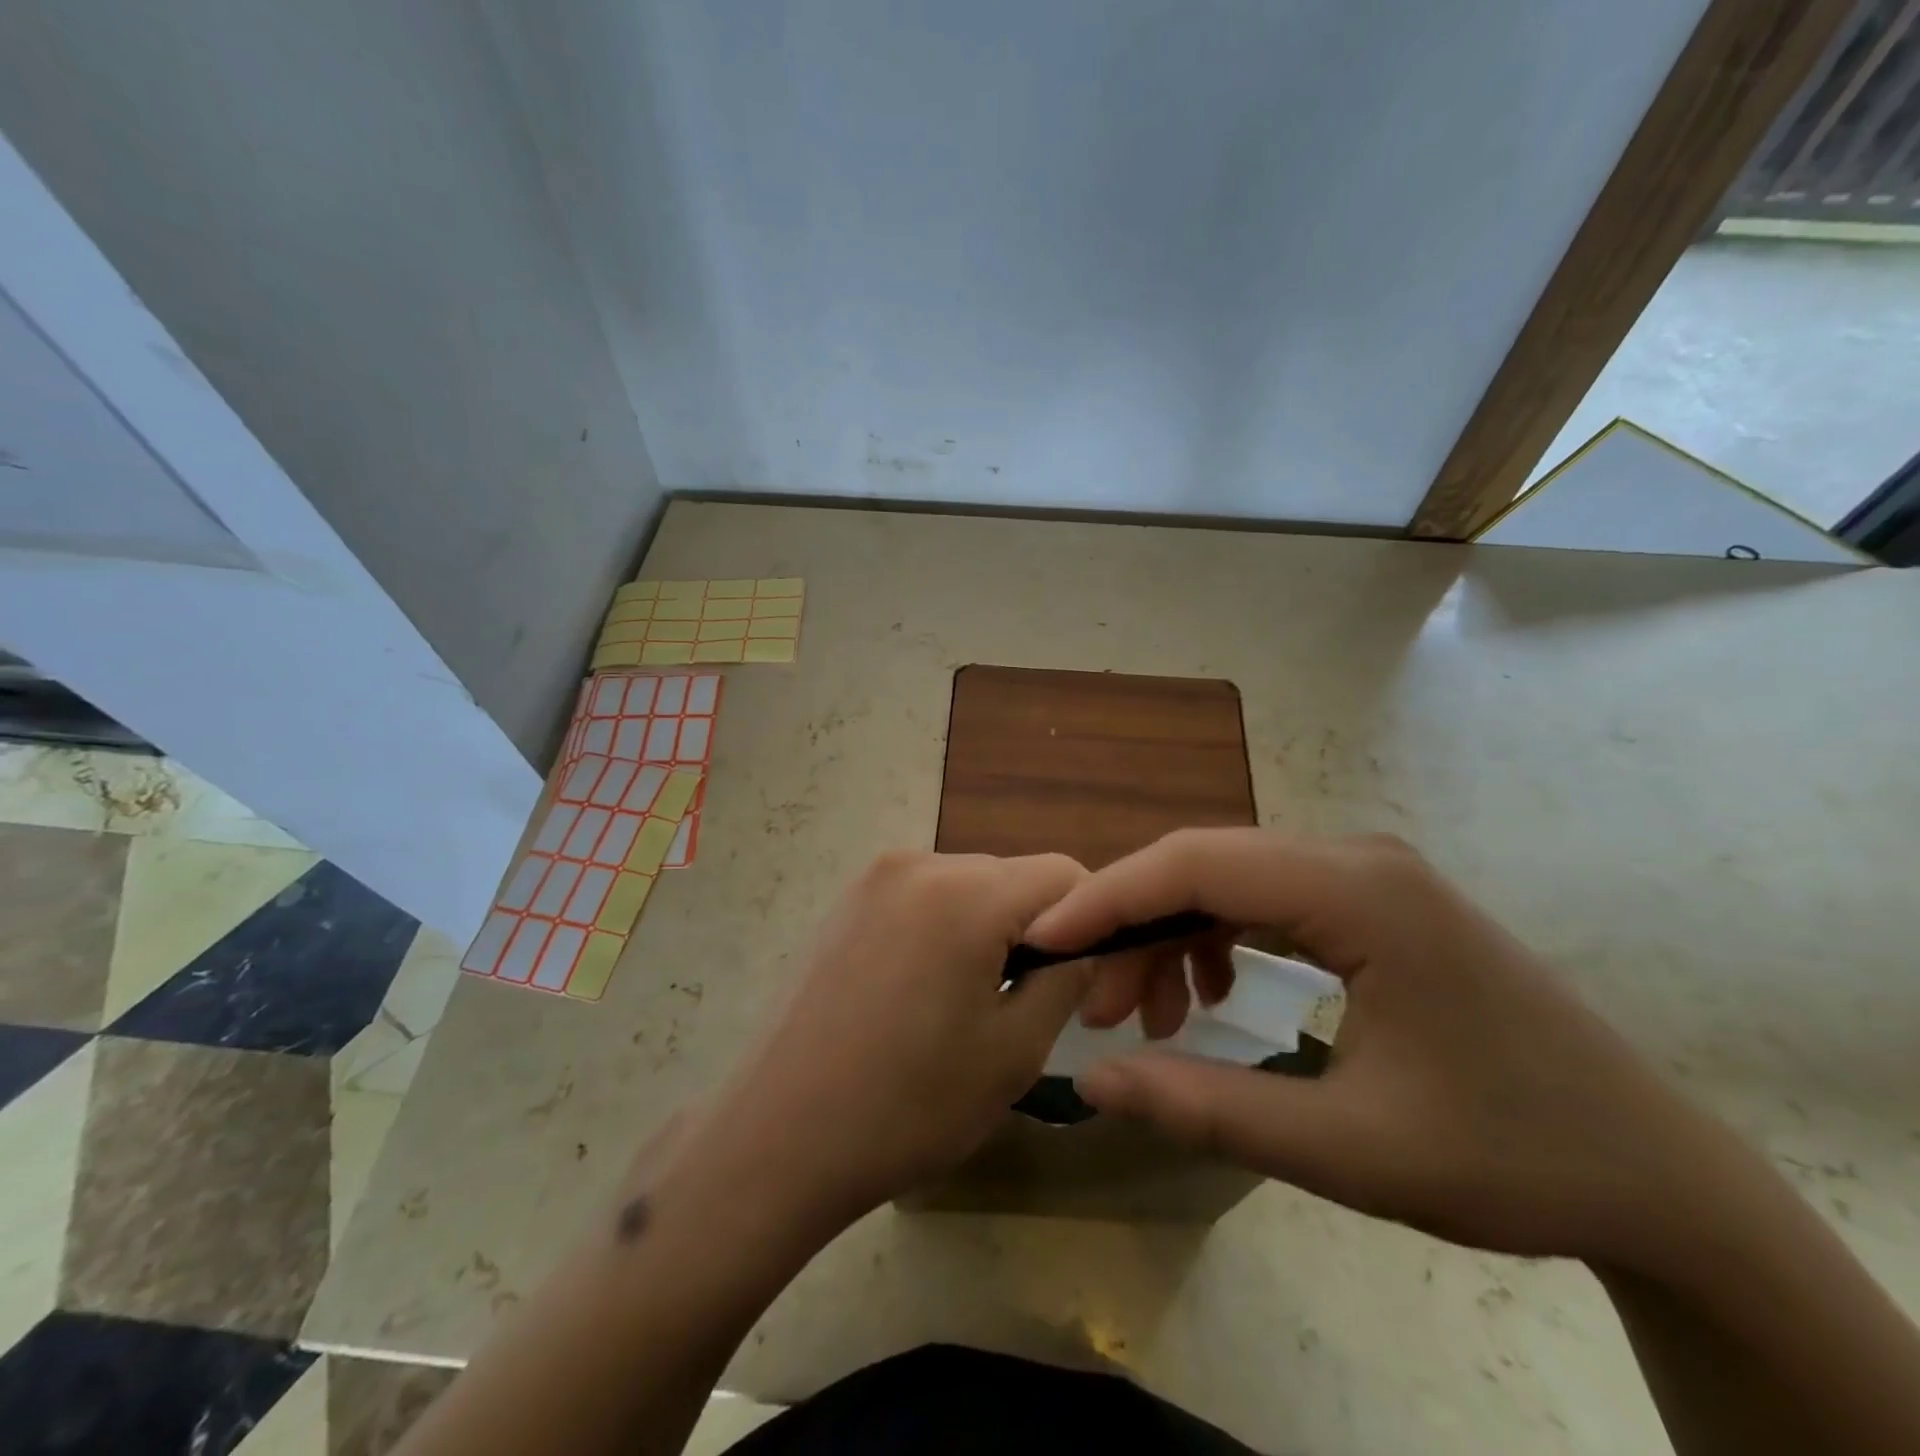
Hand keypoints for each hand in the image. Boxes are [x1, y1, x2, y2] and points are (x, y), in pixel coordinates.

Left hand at [707, 850, 1092, 1225]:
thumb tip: (1086, 944)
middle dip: (1034, 930)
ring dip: (987, 931)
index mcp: (965, 893)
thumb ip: (1066, 978)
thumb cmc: (907, 1105)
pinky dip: (943, 930)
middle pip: (1011, 879)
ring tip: (966, 1003)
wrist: (777, 1139)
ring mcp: (873, 879)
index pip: (1064, 877)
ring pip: (967, 887)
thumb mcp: (1014, 1050)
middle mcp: (918, 863)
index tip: (1081, 985)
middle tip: (1023, 1003)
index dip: (1091, 925)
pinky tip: (919, 992)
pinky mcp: (845, 903)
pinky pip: (922, 899)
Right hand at [1025, 829, 1731, 1271]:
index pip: (1196, 864)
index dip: (1107, 896)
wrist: (1656, 1176)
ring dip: (1171, 935)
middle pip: (1206, 864)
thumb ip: (1207, 1110)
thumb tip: (1091, 1082)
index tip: (1043, 938)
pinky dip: (1215, 939)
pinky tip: (1210, 995)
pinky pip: (1264, 900)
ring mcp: (1368, 876)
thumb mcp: (1347, 1150)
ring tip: (1147, 1016)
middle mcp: (1357, 859)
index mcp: (1358, 892)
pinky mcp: (1372, 903)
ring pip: (1229, 880)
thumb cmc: (1511, 1158)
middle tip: (1094, 1005)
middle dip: (1133, 925)